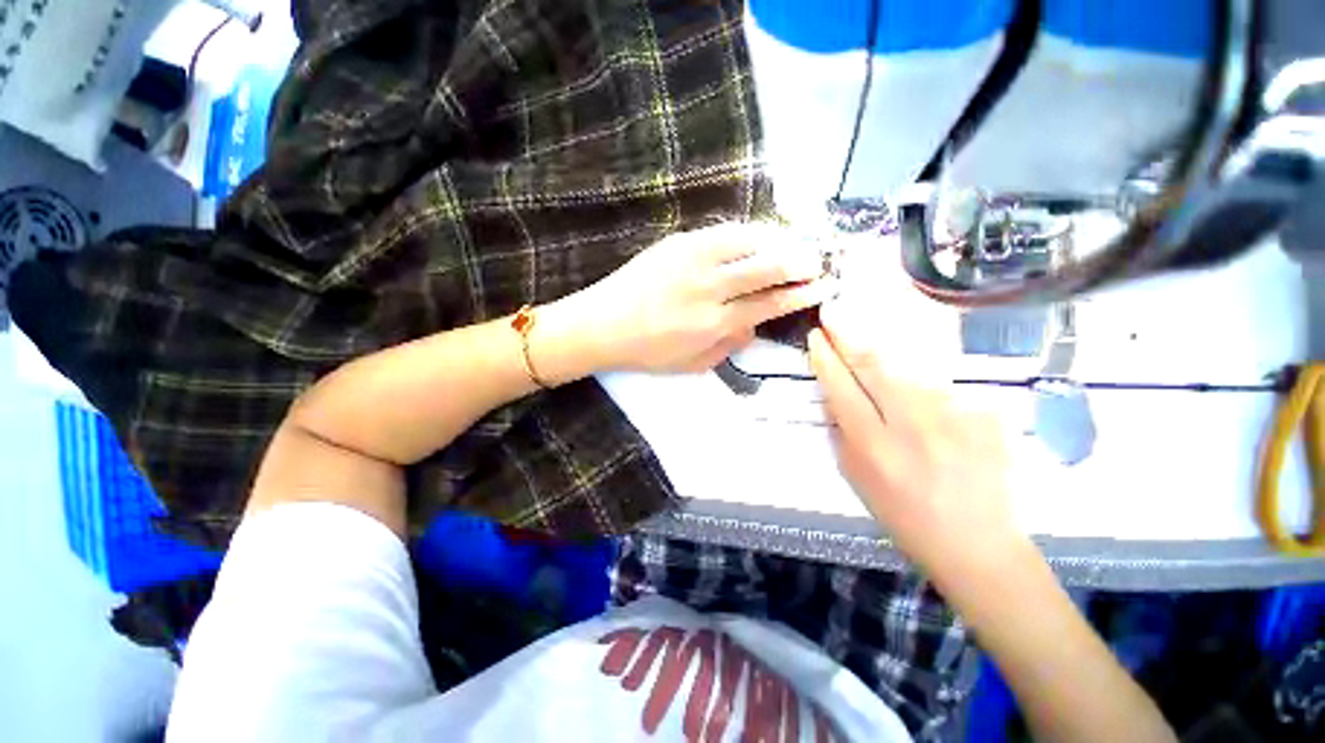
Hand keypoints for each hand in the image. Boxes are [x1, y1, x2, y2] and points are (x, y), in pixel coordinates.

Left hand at [578, 222, 832, 373]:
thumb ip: (729, 347)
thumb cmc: (647, 351)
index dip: (801, 294)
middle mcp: (709, 288)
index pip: (770, 304)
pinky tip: (758, 237)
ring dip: (779, 242)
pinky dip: (749, 234)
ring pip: (749, 241)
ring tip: (792, 247)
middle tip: (816, 263)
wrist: (602, 324)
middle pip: (768, 267)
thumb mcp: (692, 364)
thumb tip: (755, 325)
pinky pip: (723, 232)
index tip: (824, 286)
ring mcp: (693, 260)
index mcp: (714, 323)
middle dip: (801, 263)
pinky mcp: (678, 242)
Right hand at [807, 302, 1016, 575]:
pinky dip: (923, 378)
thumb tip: (835, 395)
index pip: (841, 387)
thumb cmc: (905, 516)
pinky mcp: (984, 414)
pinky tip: (919, 385)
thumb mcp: (857, 478)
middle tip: (834, 310)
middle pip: (874, 365)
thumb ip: (843, 432)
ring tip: (867, 331)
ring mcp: (954, 416)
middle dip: (848, 334)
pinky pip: (943, 385)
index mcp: (873, 445)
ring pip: (910, 365)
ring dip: (884, 347)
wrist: (977, 543)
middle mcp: (912, 424)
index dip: (825, 358)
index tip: (816, 336)